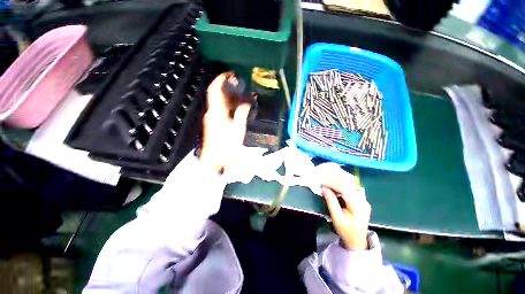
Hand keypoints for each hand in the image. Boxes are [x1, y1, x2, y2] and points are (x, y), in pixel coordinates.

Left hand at [199, 73, 250, 172]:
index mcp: (217, 112)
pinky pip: (219, 108)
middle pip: (216, 94)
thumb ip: (242, 113)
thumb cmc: (227, 145)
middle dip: (225, 86)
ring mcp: (211, 117)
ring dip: (227, 95)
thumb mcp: (238, 129)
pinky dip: (226, 104)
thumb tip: (247, 101)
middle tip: (238, 83)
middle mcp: (211, 112)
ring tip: (239, 93)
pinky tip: (235, 106)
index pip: (215, 90)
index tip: (229, 73)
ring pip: (217, 101)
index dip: (220, 79)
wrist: (215, 159)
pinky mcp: (213, 122)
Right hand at [322, 176, 370, 250]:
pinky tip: (334, 187)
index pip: (345, 189)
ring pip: (350, 185)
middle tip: (322, 183)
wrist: (357, 242)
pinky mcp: (361, 200)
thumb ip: (331, 202)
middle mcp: (363, 201)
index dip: (332, 184)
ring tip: (327, 184)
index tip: (322, 184)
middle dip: (334, 182)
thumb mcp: (336, 218)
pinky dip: (341, 186)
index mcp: (358, 206)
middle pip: (348, 185)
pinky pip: (350, 189)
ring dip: (337, 183)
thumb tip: (323, 189)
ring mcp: (363, 200)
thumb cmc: (346, 231)